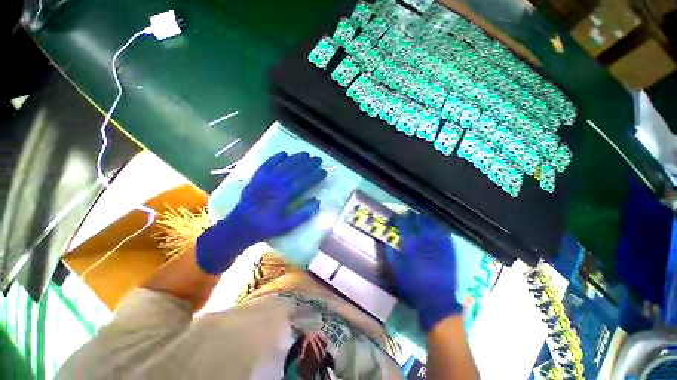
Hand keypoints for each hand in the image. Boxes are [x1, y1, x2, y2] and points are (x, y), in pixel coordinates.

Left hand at [197, 152, 326, 273]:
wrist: (239, 226)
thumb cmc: (265, 227)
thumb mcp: (286, 226)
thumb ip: (302, 215)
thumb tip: (317, 202)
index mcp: (284, 196)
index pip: (303, 182)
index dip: (314, 176)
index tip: (323, 171)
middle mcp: (275, 184)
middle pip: (295, 170)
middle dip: (308, 164)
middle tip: (318, 159)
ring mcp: (265, 179)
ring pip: (283, 165)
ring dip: (295, 158)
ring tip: (306, 154)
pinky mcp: (256, 178)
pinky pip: (267, 164)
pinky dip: (275, 158)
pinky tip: (284, 153)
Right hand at [384, 211, 461, 331]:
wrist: (437, 300)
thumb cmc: (413, 285)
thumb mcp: (396, 270)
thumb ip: (389, 254)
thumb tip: (383, 242)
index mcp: (411, 244)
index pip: (404, 224)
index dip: (398, 218)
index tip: (395, 218)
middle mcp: (425, 240)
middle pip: (419, 221)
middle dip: (412, 216)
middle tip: (408, 215)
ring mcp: (439, 244)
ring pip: (432, 224)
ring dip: (425, 219)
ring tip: (421, 218)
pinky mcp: (449, 250)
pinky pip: (445, 233)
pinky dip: (439, 227)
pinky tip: (437, 227)